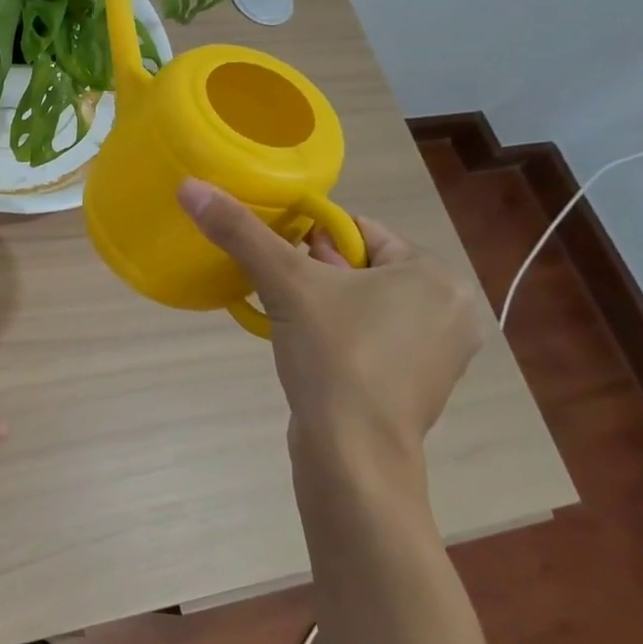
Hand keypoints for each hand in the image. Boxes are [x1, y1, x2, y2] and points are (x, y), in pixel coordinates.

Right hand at [176, 180, 482, 468]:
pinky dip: (338, 333)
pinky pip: (371, 337)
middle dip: (315, 271)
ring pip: (364, 302)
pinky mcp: (419, 386)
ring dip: (322, 302)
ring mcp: (439, 354)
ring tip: (288, 317)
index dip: (311, 236)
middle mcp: (451, 311)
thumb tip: (191, 186)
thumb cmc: (335, 357)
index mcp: (436, 276)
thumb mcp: (285, 284)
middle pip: (361, 266)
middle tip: (280, 288)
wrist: (353, 457)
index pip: (360, 231)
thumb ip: (240, 231)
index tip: (278, 256)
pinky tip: (308, 348)